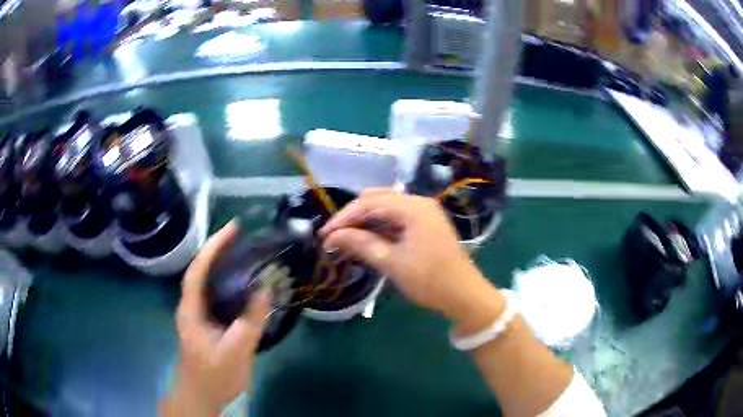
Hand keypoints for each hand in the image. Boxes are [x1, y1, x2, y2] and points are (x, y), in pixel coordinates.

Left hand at [162, 222, 270, 415]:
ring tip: (244, 253)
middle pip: (201, 271)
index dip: (213, 248)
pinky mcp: (206, 323)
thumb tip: (266, 289)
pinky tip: (244, 285)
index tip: (233, 229)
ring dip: (223, 266)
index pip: (198, 270)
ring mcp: (198, 315)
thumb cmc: (214, 376)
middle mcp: (191, 307)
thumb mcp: (236, 351)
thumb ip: (250, 321)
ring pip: (209, 283)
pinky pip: (217, 297)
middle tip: (241, 237)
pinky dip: (229, 285)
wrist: (202, 396)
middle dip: (218, 251)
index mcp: (191, 310)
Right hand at [319, 189, 503, 330]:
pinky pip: (396, 218)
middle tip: (333, 237)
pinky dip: (379, 227)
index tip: (324, 235)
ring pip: (385, 208)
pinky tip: (365, 239)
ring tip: (345, 239)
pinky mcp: (425, 224)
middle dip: (352, 217)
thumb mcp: (392, 263)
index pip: (369, 204)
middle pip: (376, 200)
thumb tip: (331, 237)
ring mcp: (424, 212)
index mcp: (413, 207)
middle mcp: (419, 202)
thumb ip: (360, 244)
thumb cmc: (429, 280)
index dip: (343, 218)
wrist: (464, 295)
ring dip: (365, 222)